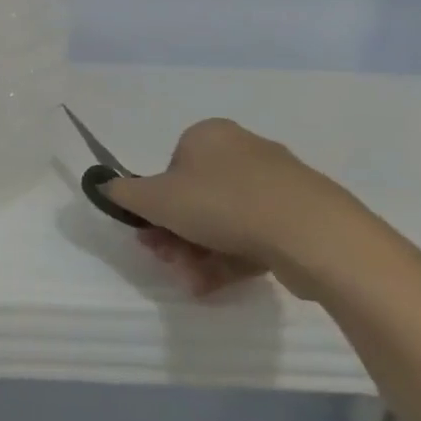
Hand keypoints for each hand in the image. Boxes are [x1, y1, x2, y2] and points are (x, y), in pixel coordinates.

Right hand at [102, 118, 384, 300]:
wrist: (314, 236)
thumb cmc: (222, 204)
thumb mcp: (153, 198)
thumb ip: (122, 192)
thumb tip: (106, 186)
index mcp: (209, 136)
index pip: (169, 168)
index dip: (154, 204)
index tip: (148, 231)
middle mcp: (244, 151)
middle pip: (194, 198)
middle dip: (173, 234)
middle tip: (165, 258)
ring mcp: (278, 185)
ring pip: (222, 221)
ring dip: (196, 253)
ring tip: (191, 280)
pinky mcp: (303, 217)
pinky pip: (254, 236)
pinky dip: (229, 259)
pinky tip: (214, 284)